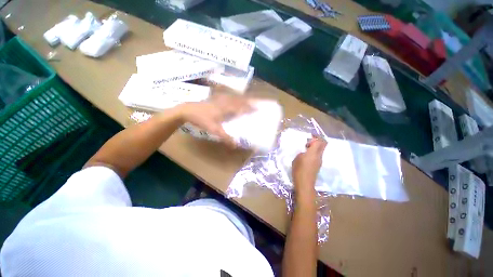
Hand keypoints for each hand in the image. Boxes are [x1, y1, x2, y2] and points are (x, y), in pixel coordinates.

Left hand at [178, 93, 252, 146]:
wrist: (187, 110)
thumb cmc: (201, 118)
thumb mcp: (213, 129)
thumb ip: (225, 137)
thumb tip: (236, 145)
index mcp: (226, 107)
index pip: (241, 107)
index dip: (250, 107)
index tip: (259, 108)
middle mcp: (224, 101)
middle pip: (239, 100)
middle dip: (248, 101)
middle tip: (256, 103)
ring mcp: (218, 99)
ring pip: (233, 98)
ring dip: (241, 99)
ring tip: (247, 101)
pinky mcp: (213, 99)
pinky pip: (227, 98)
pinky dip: (232, 98)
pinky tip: (231, 99)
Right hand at [292, 137, 326, 198]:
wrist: (305, 185)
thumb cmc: (299, 171)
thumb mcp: (296, 159)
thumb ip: (302, 153)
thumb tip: (305, 152)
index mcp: (314, 152)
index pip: (319, 141)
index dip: (316, 136)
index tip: (310, 135)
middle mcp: (319, 156)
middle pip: (323, 145)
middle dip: (318, 141)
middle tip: (310, 141)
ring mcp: (319, 161)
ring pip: (320, 151)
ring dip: (315, 148)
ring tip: (306, 149)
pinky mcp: (318, 166)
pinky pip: (318, 156)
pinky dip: (314, 154)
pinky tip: (307, 157)